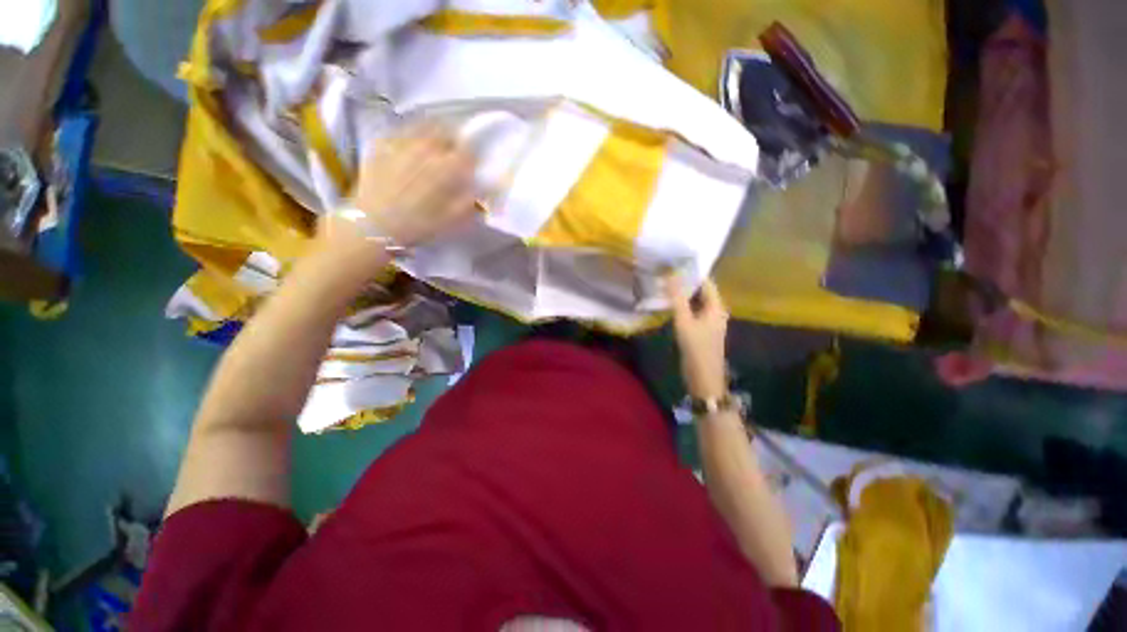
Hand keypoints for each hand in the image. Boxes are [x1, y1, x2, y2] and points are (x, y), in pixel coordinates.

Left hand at [320, 124, 476, 254]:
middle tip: (451, 157)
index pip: (469, 151)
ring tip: (430, 150)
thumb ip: (471, 199)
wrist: (374, 224)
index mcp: (449, 166)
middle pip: (447, 132)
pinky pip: (402, 131)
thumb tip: (479, 186)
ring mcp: (403, 141)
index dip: (471, 161)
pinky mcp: (382, 142)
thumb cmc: (420, 225)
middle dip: (453, 143)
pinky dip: (410, 138)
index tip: (469, 170)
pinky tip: (408, 152)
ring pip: (424, 125)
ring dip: (433, 135)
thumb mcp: (455, 219)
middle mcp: (428, 147)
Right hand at [665, 275, 728, 399]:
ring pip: (695, 302)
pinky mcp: (701, 330)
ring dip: (682, 295)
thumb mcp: (684, 321)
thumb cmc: (696, 348)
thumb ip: (677, 298)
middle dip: (685, 283)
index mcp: (716, 306)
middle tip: (665, 273)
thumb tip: (671, 274)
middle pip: (700, 291)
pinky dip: (682, 306)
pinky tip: (669, 304)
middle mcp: (715, 311)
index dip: (691, 273)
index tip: (674, 264)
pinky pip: (692, 312)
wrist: (703, 377)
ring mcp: (708, 321)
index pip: (706, 282)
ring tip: (664, 285)